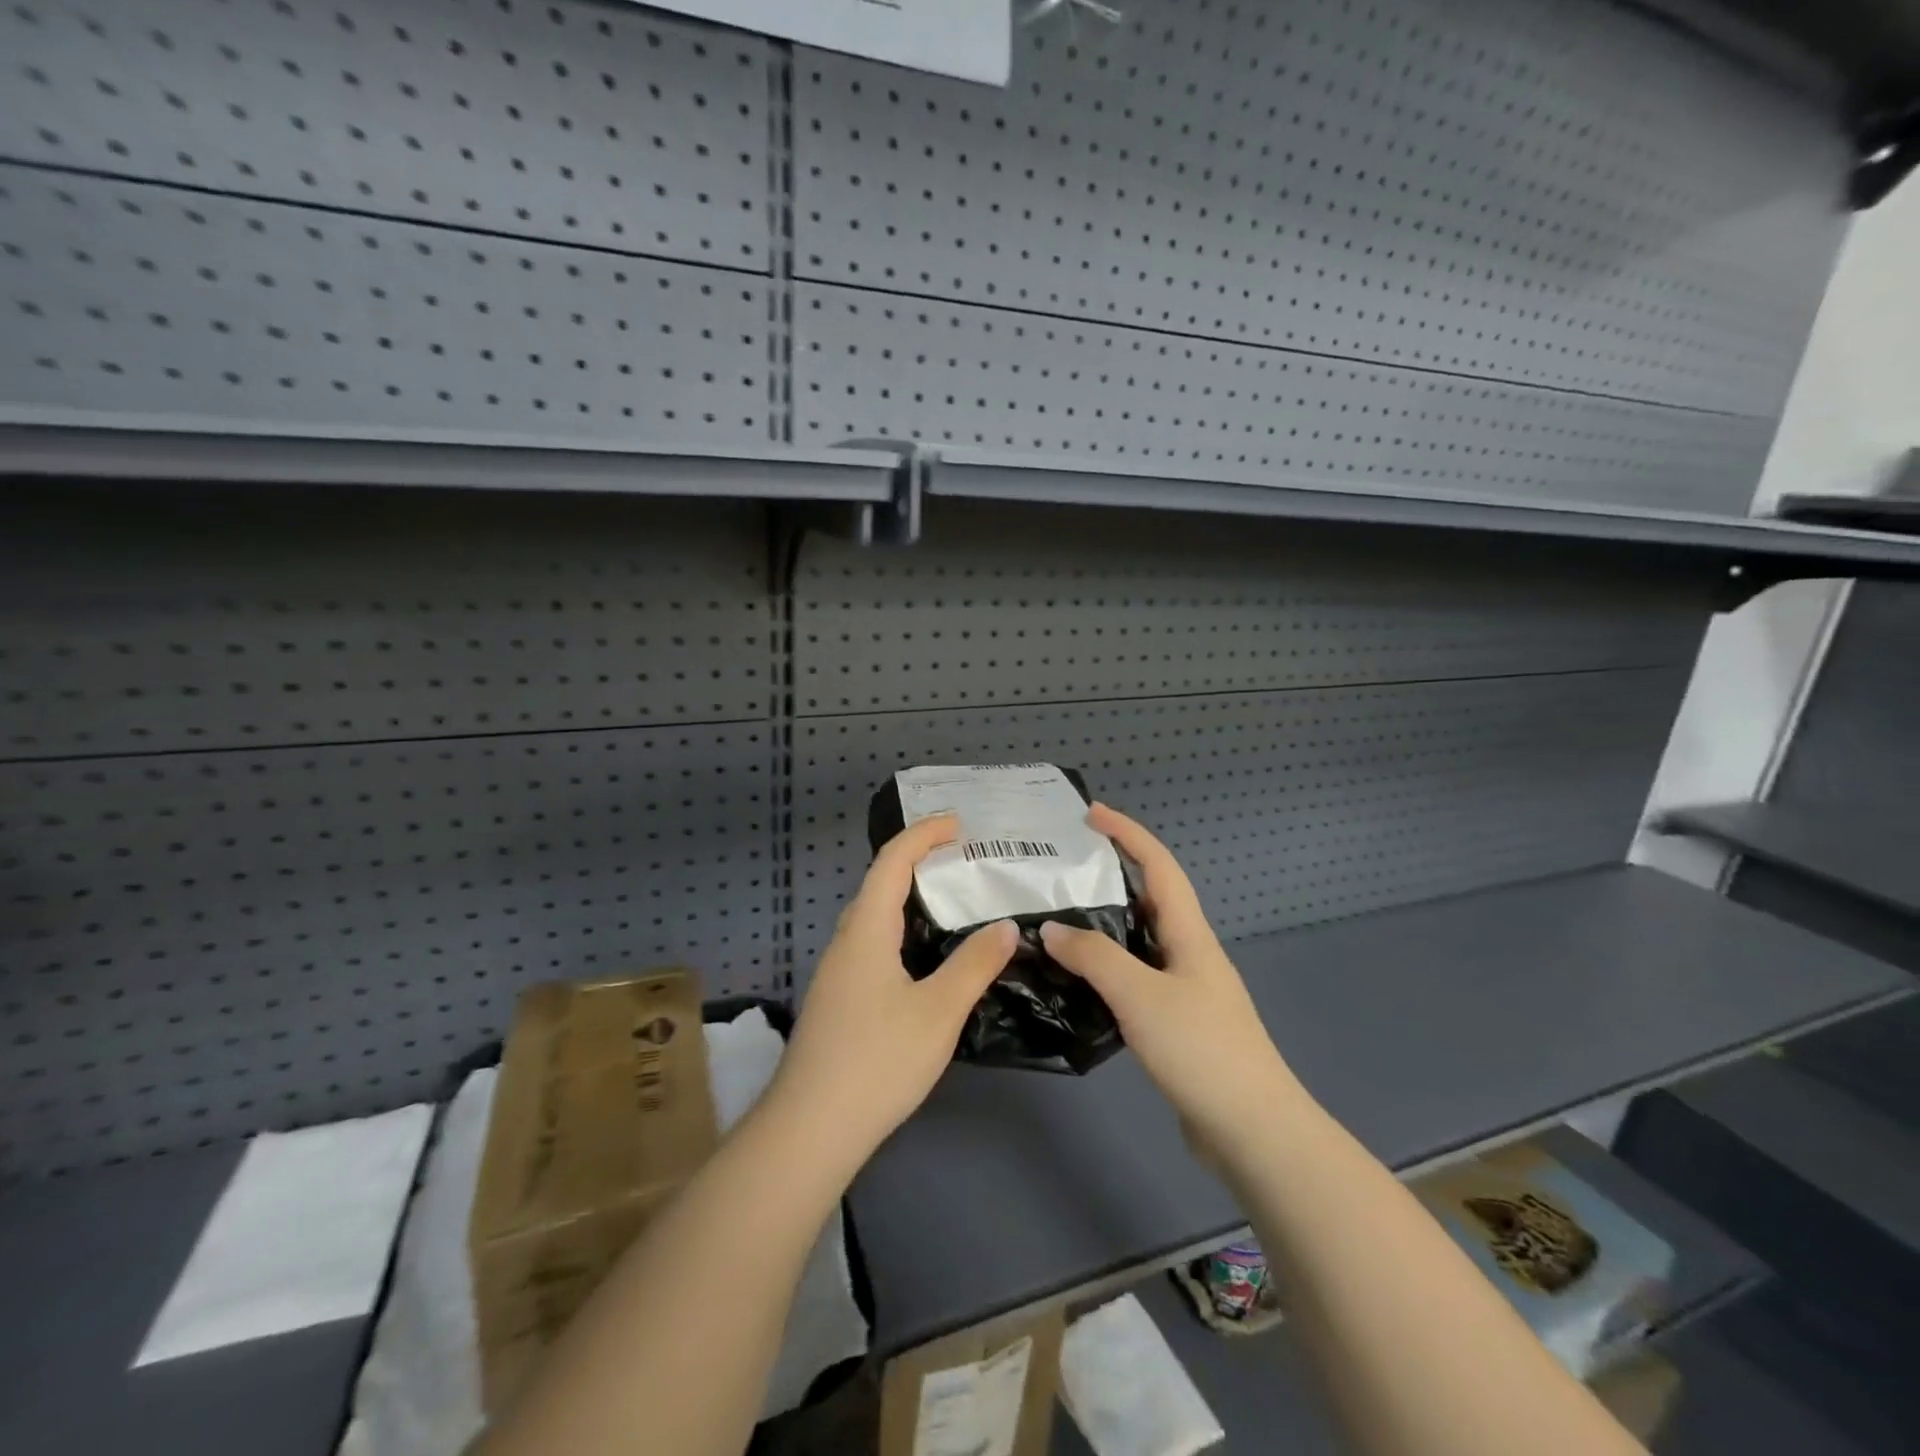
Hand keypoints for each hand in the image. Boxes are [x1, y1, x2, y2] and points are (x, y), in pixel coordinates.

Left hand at [771, 814, 1017, 1170]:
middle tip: (965, 862)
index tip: (959, 823)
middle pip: (880, 884)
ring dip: (911, 900)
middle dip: (920, 862)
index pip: (892, 861)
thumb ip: (974, 964)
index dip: (924, 834)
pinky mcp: (839, 1000)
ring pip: (876, 918)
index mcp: (866, 929)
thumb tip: (1005, 926)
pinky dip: (904, 933)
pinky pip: (874, 945)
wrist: (810, 1130)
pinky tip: (927, 960)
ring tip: (954, 904)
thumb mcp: (938, 1011)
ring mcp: (838, 972)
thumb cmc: (877, 1061)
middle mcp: (846, 941)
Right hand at [1040, 804, 1305, 1160]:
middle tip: (1062, 870)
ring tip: (1060, 919)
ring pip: (1140, 941)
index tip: (1090, 813)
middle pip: (1150, 898)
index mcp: (1189, 934)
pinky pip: (1136, 977)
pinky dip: (1107, 967)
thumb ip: (1094, 957)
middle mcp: (1190, 952)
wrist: (1253, 1131)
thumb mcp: (1141, 995)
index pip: (1159, 865)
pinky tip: (1080, 981)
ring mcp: (1186, 989)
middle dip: (1111, 874)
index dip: (1127, 833)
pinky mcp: (1178, 1023)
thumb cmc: (1202, 1050)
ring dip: (1105, 924)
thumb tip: (1052, 928)